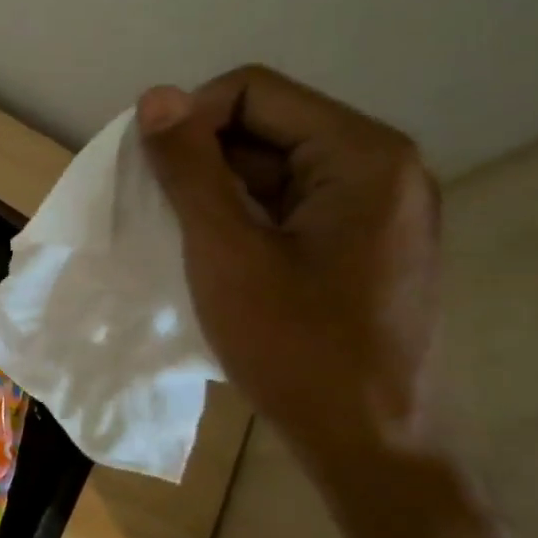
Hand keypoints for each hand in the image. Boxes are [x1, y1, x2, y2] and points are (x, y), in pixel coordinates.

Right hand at [137, 66, 441, 472]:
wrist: (371, 447)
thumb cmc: (297, 347)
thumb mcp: (226, 250)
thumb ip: (189, 167)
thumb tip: (156, 95)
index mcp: (362, 154)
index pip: (253, 91)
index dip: (191, 120)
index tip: (155, 175)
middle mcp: (382, 166)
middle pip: (266, 124)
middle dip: (204, 159)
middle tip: (164, 213)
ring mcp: (378, 207)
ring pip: (274, 166)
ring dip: (219, 191)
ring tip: (188, 241)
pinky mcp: (366, 242)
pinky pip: (291, 203)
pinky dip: (245, 217)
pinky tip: (220, 257)